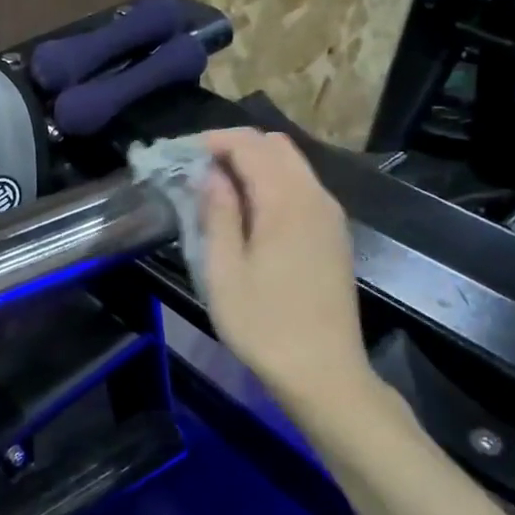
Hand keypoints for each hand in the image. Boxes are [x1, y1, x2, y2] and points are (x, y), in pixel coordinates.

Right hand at [194, 129, 379, 411]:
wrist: (324, 373)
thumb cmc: (264, 325)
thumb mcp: (223, 271)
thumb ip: (217, 213)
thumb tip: (211, 173)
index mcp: (286, 200)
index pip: (250, 144)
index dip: (213, 141)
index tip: (180, 156)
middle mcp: (315, 196)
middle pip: (275, 146)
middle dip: (234, 147)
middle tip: (197, 171)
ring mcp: (330, 215)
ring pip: (291, 164)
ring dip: (255, 164)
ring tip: (218, 191)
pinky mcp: (334, 234)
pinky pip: (302, 187)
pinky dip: (273, 183)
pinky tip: (250, 213)